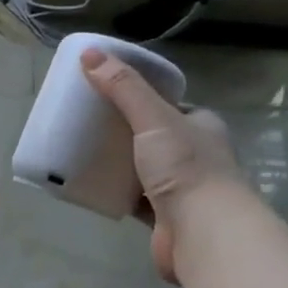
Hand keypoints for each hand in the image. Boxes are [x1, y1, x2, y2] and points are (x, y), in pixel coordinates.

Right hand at [78, 48, 243, 283]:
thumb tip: (89, 55)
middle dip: (125, 133)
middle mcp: (196, 156)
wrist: (203, 232)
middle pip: (154, 138)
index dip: (142, 98)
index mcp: (201, 126)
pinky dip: (115, 193)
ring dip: (119, 165)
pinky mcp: (164, 219)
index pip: (170, 106)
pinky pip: (134, 199)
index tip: (108, 94)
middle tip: (88, 124)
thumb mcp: (153, 118)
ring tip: (84, 152)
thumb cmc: (185, 168)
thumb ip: (123, 88)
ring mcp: (181, 190)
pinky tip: (90, 186)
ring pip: (143, 170)